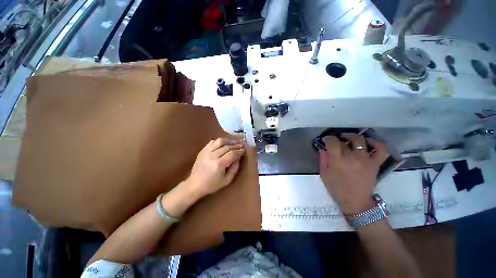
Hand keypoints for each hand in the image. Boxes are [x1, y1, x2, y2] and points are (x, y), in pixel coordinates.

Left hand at [185, 136, 245, 197]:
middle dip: (236, 145)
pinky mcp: (202, 150)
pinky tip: (224, 143)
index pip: (232, 154)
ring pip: (220, 141)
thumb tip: (238, 158)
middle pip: (227, 146)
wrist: (195, 184)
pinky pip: (212, 142)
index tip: (244, 150)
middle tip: (241, 145)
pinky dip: (219, 141)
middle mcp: (212, 156)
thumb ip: (234, 168)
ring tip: (234, 142)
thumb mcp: (227, 180)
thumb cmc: (212, 184)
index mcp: (219, 164)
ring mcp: (206, 152)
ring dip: (228, 141)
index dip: (239, 151)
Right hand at [319, 134, 388, 214]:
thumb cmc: (337, 189)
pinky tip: (370, 142)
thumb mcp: (324, 174)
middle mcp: (352, 157)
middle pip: (345, 141)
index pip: (332, 142)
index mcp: (337, 161)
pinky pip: (380, 151)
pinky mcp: (375, 164)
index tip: (327, 140)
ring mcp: (365, 160)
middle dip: (339, 139)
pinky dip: (377, 144)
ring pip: (360, 141)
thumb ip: (322, 160)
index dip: (328, 139)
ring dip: (353, 137)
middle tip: (337, 142)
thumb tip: (323, 149)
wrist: (356, 202)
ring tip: (349, 138)